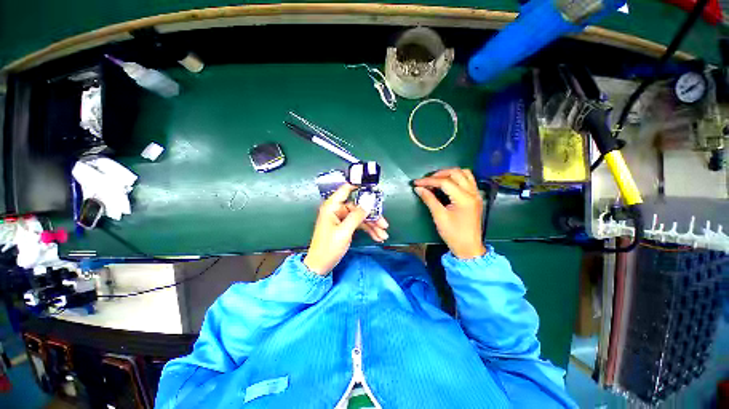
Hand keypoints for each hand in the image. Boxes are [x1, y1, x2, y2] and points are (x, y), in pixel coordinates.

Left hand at [304, 184, 389, 274]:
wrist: (320, 266)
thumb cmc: (328, 248)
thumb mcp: (344, 232)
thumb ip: (357, 216)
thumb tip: (369, 201)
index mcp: (332, 207)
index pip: (346, 190)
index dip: (358, 186)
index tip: (373, 186)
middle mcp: (337, 210)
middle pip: (358, 207)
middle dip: (372, 217)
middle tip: (384, 224)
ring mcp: (342, 218)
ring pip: (361, 217)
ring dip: (373, 226)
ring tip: (383, 235)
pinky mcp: (345, 226)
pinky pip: (359, 224)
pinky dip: (368, 230)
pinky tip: (377, 236)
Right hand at [413, 168, 486, 259]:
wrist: (469, 248)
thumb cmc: (453, 234)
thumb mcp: (439, 217)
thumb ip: (429, 199)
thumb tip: (418, 188)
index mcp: (464, 198)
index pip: (444, 182)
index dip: (428, 181)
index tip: (416, 183)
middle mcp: (472, 193)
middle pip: (456, 173)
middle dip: (439, 174)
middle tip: (426, 181)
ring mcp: (476, 194)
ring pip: (464, 173)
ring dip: (449, 173)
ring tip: (436, 180)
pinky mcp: (476, 197)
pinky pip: (468, 180)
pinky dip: (457, 178)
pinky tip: (448, 183)